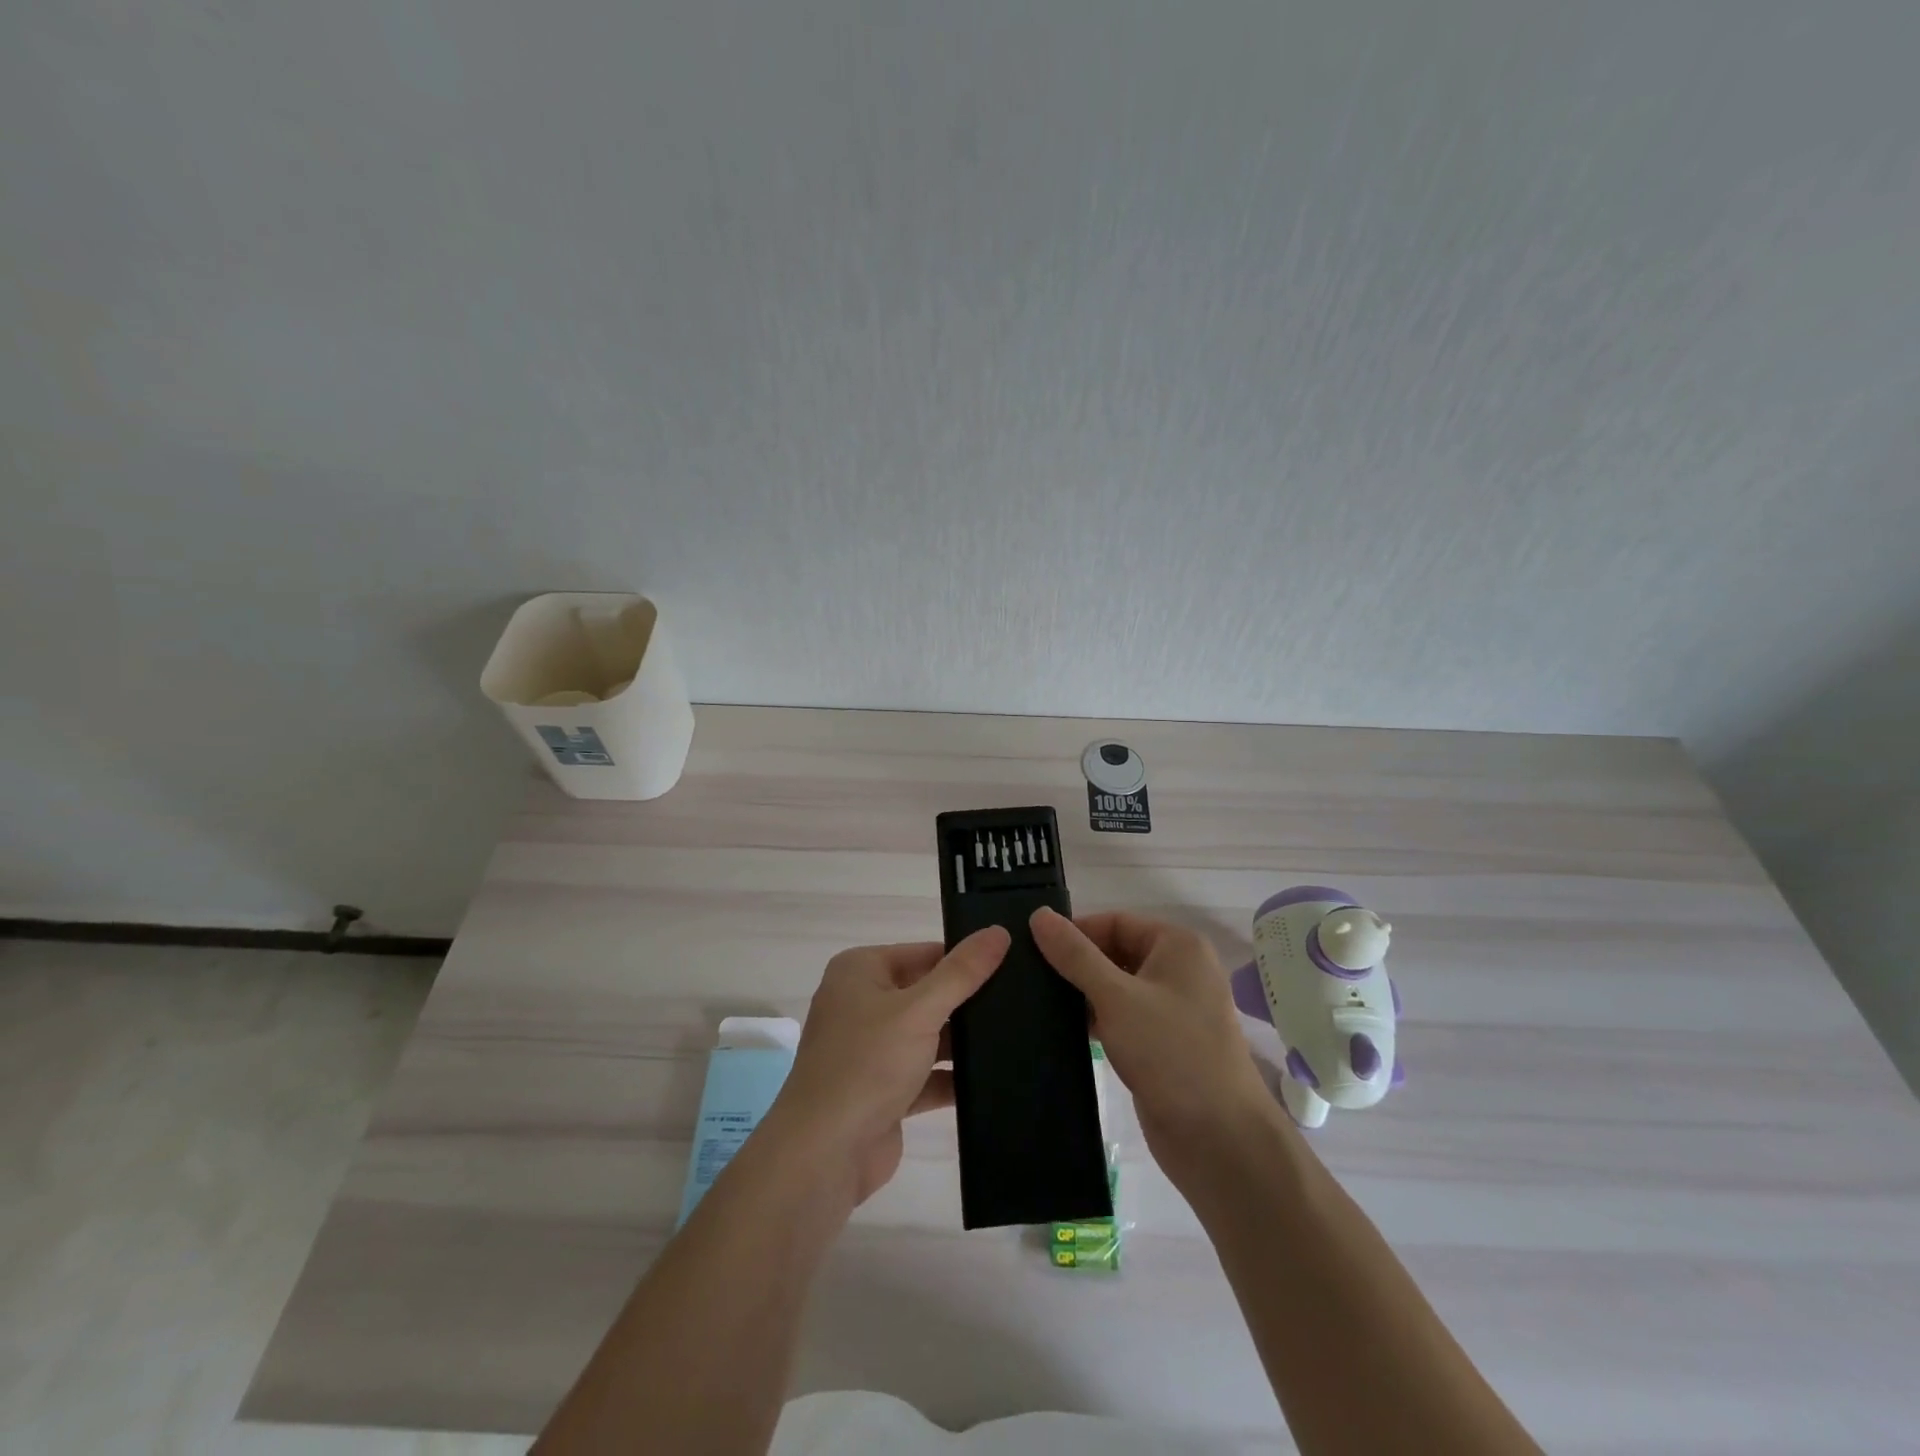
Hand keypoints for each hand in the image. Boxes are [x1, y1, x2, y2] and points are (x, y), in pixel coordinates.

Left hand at [767, 927, 1010, 1205]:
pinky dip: (952, 1077)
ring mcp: (871, 1050)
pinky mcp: (884, 1091)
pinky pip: (926, 1074)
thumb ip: (962, 973)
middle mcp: (861, 1004)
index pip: (924, 953)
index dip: (964, 959)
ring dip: (962, 1042)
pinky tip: (996, 1078)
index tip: (1012, 964)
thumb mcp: (919, 1010)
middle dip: (966, 1002)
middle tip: (1022, 1000)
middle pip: (927, 993)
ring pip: (928, 1035)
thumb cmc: (867, 1064)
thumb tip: (998, 932)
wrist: (824, 1155)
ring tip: (1019, 1035)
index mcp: (860, 971)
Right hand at [1029, 907, 1271, 1183]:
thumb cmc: (1171, 1052)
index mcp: (1178, 945)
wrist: (1219, 1140)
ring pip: (1117, 987)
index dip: (1075, 932)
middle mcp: (1179, 970)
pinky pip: (1123, 1017)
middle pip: (1115, 952)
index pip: (1115, 922)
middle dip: (1076, 964)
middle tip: (1028, 976)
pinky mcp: (1163, 1044)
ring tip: (1037, 1001)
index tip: (1031, 949)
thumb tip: (1039, 915)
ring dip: (1083, 994)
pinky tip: (1063, 1030)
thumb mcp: (1116, 997)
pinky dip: (1097, 1020)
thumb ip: (1075, 955)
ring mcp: (1173, 1009)